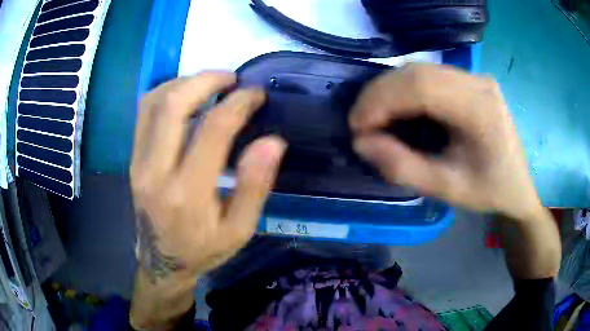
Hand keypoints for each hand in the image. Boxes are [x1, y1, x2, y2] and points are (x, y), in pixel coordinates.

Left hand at [130, 72, 284, 328]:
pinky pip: (143, 112)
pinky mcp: (132, 159)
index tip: (256, 93)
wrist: (161, 262)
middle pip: (173, 105)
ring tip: (209, 82)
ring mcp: (138, 163)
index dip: (238, 103)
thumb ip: (255, 186)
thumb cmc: (203, 249)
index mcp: (188, 194)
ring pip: (153, 102)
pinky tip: (184, 94)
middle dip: (205, 80)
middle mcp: (156, 172)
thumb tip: (273, 141)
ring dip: (184, 82)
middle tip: (231, 78)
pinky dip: (165, 92)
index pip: (213, 130)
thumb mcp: (239, 230)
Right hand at [349, 63, 541, 220]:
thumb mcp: (447, 189)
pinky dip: (404, 89)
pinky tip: (397, 109)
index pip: (422, 87)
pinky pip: (428, 75)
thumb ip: (403, 167)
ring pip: (419, 69)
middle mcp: (478, 82)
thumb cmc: (488, 191)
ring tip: (374, 117)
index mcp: (481, 110)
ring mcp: (475, 77)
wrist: (517, 185)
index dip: (381, 101)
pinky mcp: (470, 80)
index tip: (357, 128)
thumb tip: (362, 143)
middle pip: (417, 72)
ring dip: (389, 90)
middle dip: (379, 94)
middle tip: (360, 123)